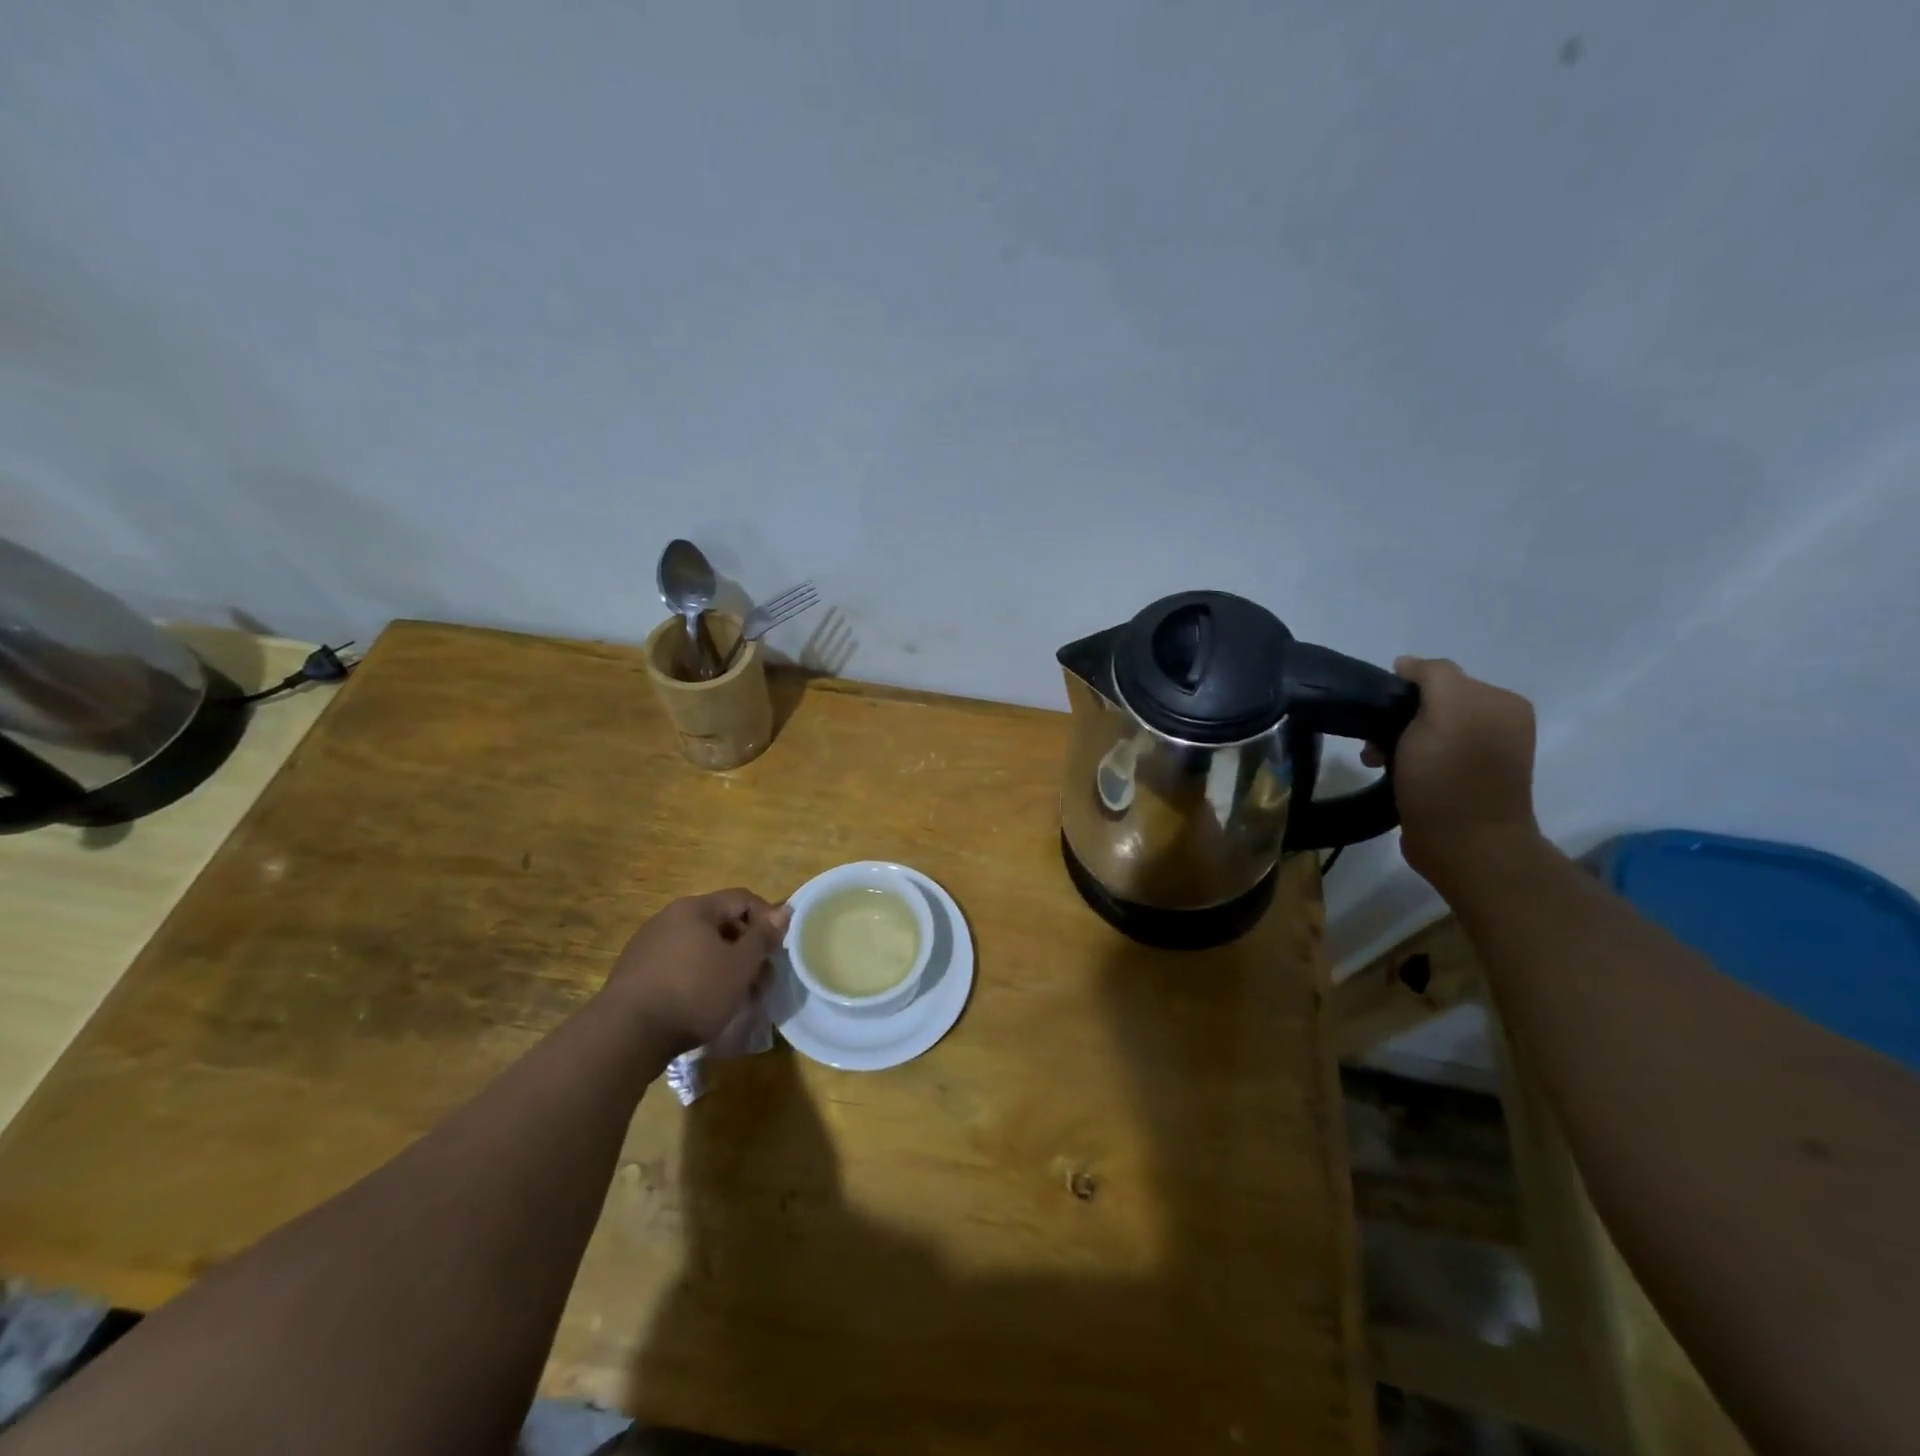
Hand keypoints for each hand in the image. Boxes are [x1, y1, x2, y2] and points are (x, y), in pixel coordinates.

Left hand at [603, 889, 791, 1053]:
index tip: (779, 949)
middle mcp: (668, 918)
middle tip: (761, 979)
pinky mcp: (635, 974)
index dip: (767, 918)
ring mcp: (647, 945)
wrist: (626, 1035)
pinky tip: (703, 1005)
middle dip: (746, 948)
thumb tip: (784, 910)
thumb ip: (764, 936)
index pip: (742, 898)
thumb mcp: (740, 965)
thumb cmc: (693, 992)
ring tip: (735, 996)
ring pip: (699, 947)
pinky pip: (678, 966)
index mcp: (695, 908)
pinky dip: (698, 978)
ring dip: (723, 966)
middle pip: (720, 923)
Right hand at [1362, 656, 1540, 886]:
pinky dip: (1403, 763)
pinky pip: (1424, 758)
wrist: (1464, 845)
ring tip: (1375, 763)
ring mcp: (1481, 756)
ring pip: (1422, 732)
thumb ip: (1432, 675)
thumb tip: (1407, 665)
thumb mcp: (1445, 709)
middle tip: (1373, 746)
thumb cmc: (1450, 775)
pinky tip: (1390, 776)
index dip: (1403, 692)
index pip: (1439, 677)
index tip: (1379, 716)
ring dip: (1393, 743)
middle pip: (1429, 705)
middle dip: (1395, 720)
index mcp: (1501, 702)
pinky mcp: (1462, 784)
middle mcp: (1497, 724)